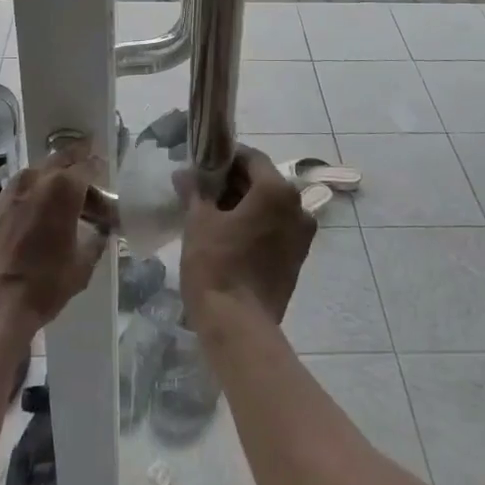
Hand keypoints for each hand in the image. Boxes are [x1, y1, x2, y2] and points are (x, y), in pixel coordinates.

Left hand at [0, 142, 107, 342]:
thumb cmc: (44, 284)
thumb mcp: (83, 264)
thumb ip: (97, 239)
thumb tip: (101, 229)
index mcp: (64, 188)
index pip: (88, 165)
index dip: (100, 170)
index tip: (107, 178)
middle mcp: (37, 179)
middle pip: (62, 159)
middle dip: (77, 163)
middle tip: (88, 173)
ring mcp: (11, 190)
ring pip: (39, 172)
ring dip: (54, 177)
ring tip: (64, 196)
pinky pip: (21, 188)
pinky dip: (34, 192)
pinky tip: (38, 212)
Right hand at [179, 146, 313, 331]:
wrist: (238, 326)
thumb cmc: (217, 264)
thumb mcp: (198, 221)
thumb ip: (195, 191)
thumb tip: (184, 174)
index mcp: (277, 191)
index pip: (252, 158)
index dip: (226, 157)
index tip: (203, 164)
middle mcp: (298, 207)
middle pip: (263, 182)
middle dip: (234, 182)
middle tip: (203, 188)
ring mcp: (301, 236)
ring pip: (270, 207)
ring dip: (244, 205)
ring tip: (212, 212)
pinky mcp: (297, 260)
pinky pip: (275, 229)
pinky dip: (255, 225)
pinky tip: (229, 234)